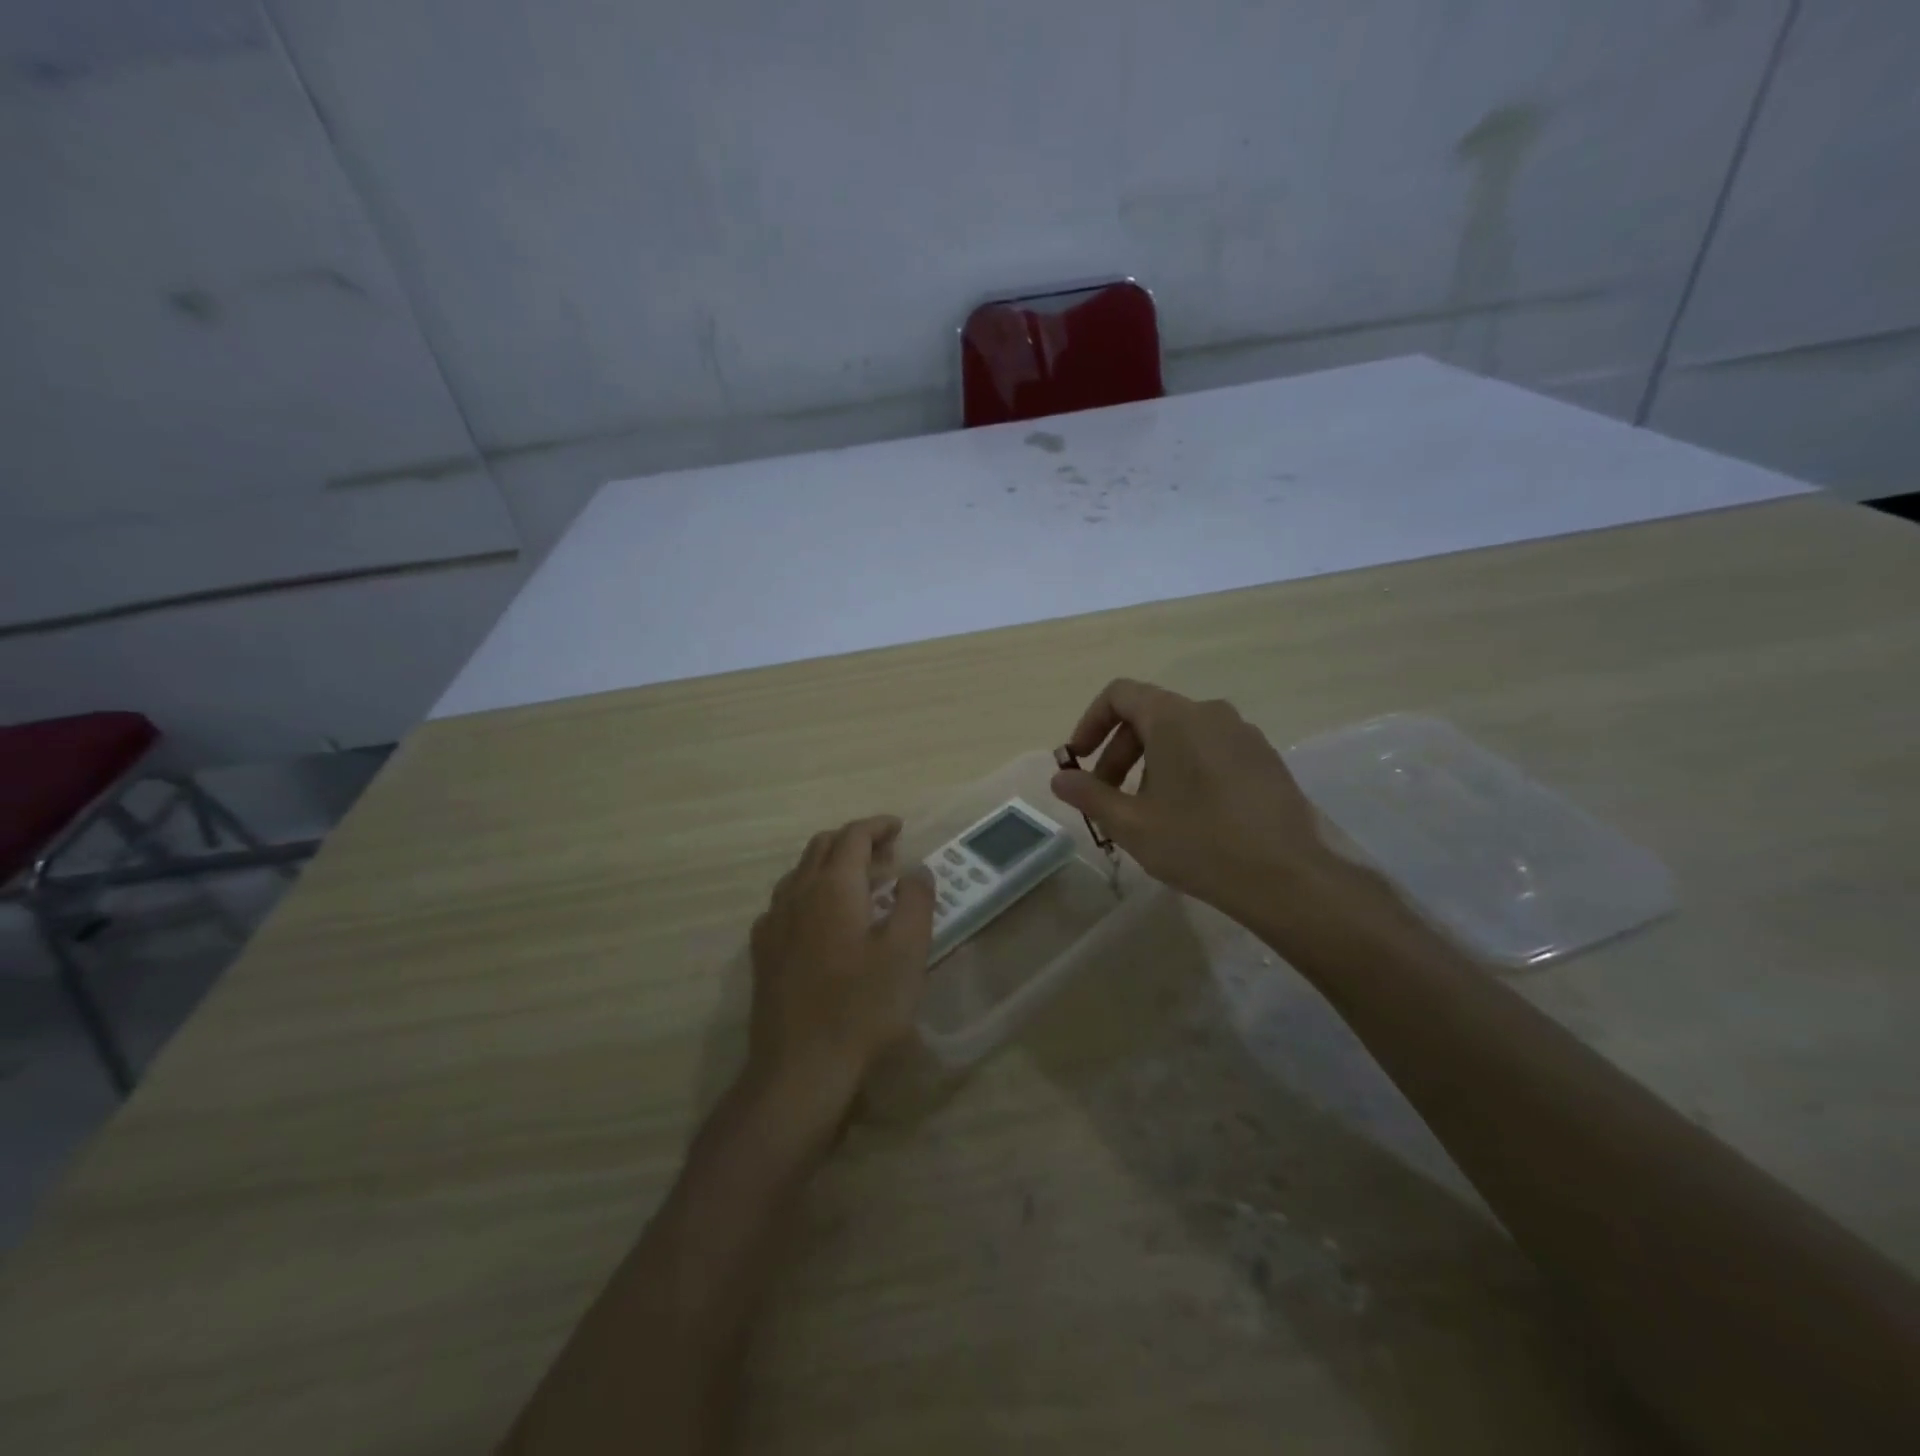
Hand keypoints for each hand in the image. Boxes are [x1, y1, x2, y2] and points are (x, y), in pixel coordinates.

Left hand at [747, 816, 935, 1124]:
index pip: (853, 836)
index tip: (899, 828)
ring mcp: (773, 923)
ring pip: (801, 873)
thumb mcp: (907, 952)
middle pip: (822, 847)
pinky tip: (824, 922)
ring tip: (862, 886)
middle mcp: (797, 894)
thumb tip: (915, 870)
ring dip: (832, 866)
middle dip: (855, 841)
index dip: (877, 826)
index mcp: (833, 886)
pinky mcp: (763, 952)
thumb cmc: (862, 1007)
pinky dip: (811, 893)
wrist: (799, 1068)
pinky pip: (786, 902)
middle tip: (886, 856)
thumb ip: (915, 901)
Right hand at [1051, 679, 1334, 923]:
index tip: (1079, 760)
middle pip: (1149, 715)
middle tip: (1106, 796)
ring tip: (1146, 812)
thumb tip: (1059, 778)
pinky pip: (1211, 749)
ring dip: (1150, 763)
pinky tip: (1188, 815)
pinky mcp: (1265, 759)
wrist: (1288, 877)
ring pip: (1181, 734)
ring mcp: (1244, 734)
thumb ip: (1089, 795)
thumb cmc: (1199, 843)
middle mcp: (1210, 713)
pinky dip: (1184, 769)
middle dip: (1118, 752)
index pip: (1120, 694)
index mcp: (1174, 717)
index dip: (1091, 723)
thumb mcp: (1131, 823)